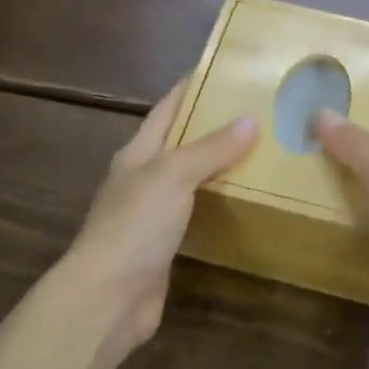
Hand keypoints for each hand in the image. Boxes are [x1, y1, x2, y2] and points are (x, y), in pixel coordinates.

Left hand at [61, 80, 255, 355]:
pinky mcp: (164, 245)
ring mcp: (152, 214)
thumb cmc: (135, 226)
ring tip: (261, 151)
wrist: (107, 298)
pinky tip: (244, 201)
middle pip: (180, 142)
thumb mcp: (173, 176)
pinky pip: (196, 213)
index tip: (223, 70)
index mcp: (138, 153)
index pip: (167, 108)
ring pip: (190, 179)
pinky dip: (217, 203)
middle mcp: (143, 178)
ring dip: (218, 166)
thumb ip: (210, 148)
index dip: (190, 87)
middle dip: (213, 126)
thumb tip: (250, 119)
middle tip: (257, 112)